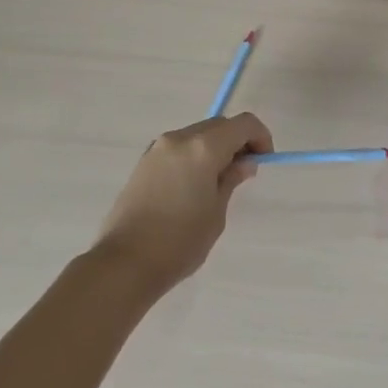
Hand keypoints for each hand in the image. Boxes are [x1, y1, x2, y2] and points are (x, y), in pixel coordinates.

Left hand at [93, 113, 272, 292]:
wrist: (123, 263)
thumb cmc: (179, 242)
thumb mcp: (216, 213)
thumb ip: (231, 179)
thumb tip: (244, 163)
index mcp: (203, 147)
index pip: (242, 124)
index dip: (260, 136)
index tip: (264, 160)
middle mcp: (179, 138)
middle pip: (219, 125)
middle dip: (237, 141)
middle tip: (244, 171)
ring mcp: (157, 148)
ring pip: (197, 135)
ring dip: (214, 147)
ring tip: (217, 181)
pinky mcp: (143, 162)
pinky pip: (178, 148)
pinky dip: (194, 155)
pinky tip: (193, 186)